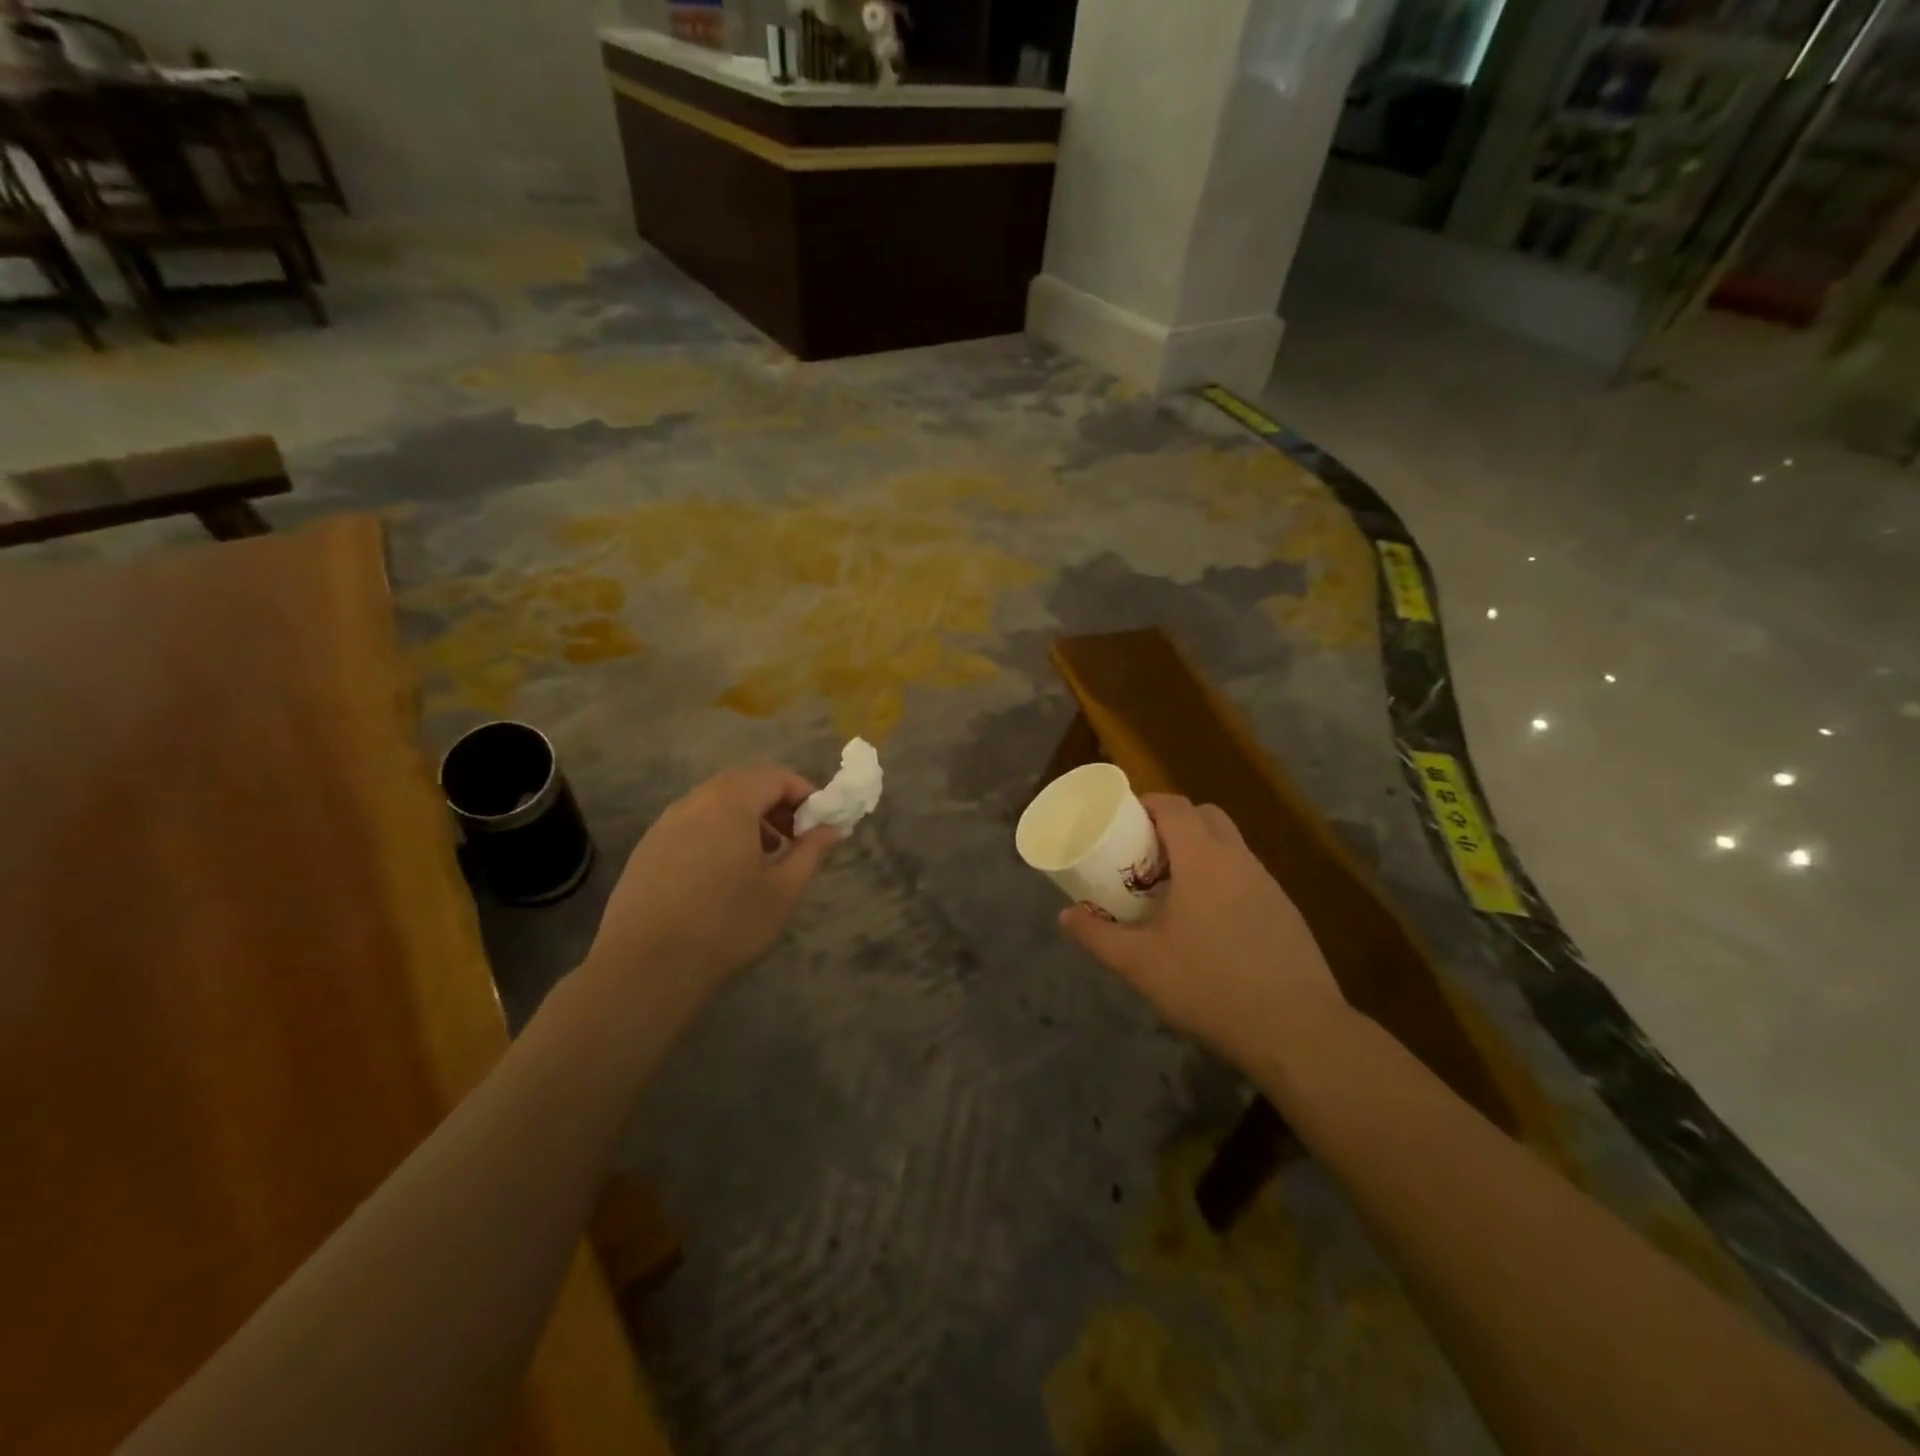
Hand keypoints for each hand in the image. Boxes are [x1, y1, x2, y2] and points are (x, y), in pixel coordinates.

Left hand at [585, 764, 838, 1004]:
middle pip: (743, 784)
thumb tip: (831, 828)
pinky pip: (692, 824)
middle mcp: (693, 802)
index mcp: (729, 803)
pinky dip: (718, 833)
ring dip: (746, 818)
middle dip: (775, 803)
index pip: (775, 776)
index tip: (821, 822)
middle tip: (795, 838)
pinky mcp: (646, 849)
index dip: (804, 793)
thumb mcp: (783, 889)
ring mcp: (664, 825)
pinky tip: (723, 875)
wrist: (646, 969)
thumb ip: (811, 851)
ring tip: (763, 858)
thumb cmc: (726, 924)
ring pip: (715, 803)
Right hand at [1060, 795, 1349, 1070]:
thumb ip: (1098, 936)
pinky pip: (1247, 877)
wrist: (1297, 1030)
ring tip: (1173, 891)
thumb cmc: (1210, 985)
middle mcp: (1239, 860)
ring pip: (1230, 847)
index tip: (1123, 821)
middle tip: (1146, 854)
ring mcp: (1269, 885)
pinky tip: (1210, 925)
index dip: (1147, 804)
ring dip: (1200, 852)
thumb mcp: (1140, 965)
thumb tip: (1065, 916)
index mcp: (1203, 859)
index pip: (1174, 806)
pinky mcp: (1286, 912)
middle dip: (1174, 823)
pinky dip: (1223, 881)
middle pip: (1206, 816)